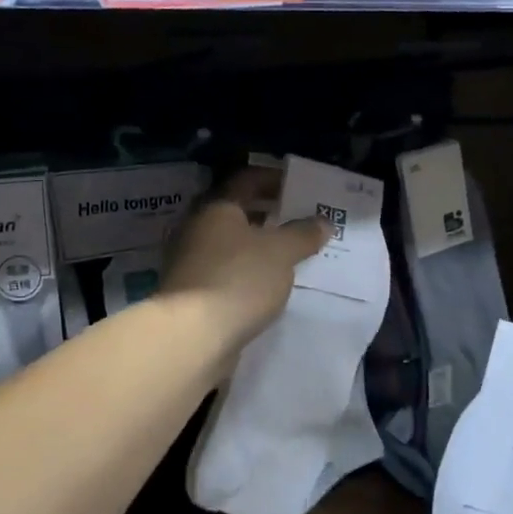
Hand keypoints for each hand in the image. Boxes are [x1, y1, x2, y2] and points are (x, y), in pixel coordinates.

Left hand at [161, 168, 329, 351]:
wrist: (194, 335)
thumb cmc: (239, 278)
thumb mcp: (281, 252)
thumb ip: (303, 234)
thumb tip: (322, 222)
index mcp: (217, 207)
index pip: (246, 180)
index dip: (273, 178)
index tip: (298, 185)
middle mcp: (198, 228)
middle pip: (236, 212)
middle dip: (267, 213)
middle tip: (298, 218)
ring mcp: (191, 262)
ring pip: (230, 244)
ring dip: (257, 245)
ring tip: (289, 252)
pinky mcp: (192, 293)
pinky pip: (226, 271)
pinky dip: (247, 271)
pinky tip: (268, 283)